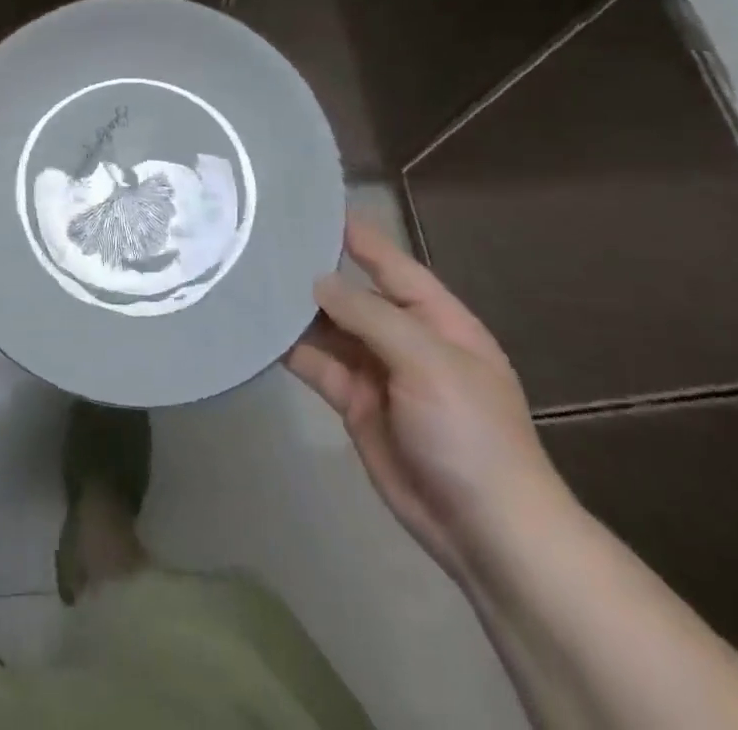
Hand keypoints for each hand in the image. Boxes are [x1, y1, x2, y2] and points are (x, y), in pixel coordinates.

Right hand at [285, 218, 570, 581]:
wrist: (486, 532)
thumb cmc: (470, 432)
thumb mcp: (428, 361)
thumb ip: (370, 316)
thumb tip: (319, 281)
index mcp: (437, 318)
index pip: (391, 263)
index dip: (357, 235)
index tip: (313, 205)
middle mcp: (404, 337)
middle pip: (353, 293)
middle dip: (315, 271)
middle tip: (263, 242)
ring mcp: (378, 371)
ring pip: (329, 328)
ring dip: (297, 310)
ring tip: (251, 280)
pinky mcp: (355, 403)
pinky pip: (319, 366)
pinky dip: (292, 350)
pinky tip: (258, 332)